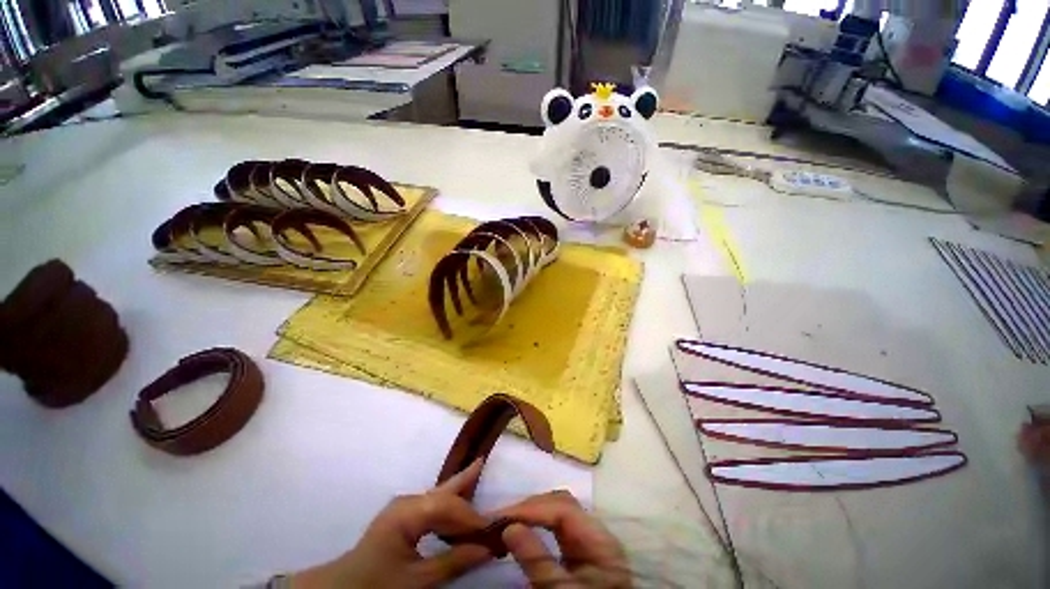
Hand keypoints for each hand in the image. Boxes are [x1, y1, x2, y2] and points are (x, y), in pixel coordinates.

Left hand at [292, 459, 492, 588]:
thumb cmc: (377, 586)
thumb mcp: (416, 581)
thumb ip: (453, 562)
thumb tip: (488, 549)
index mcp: (407, 512)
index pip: (449, 507)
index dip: (473, 518)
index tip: (495, 530)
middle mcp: (408, 501)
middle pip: (445, 491)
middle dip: (468, 487)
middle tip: (489, 475)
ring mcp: (405, 506)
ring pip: (440, 495)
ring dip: (461, 496)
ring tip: (480, 474)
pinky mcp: (404, 515)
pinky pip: (433, 505)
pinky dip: (450, 505)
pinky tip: (462, 498)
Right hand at [496, 490, 629, 587]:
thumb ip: (538, 561)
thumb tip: (509, 528)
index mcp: (599, 539)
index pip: (563, 507)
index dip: (531, 508)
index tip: (501, 517)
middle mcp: (595, 531)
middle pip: (560, 503)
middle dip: (530, 507)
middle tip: (500, 518)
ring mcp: (588, 540)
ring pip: (557, 511)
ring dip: (531, 513)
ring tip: (506, 521)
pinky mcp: (579, 552)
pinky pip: (556, 527)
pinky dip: (537, 524)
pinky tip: (523, 529)